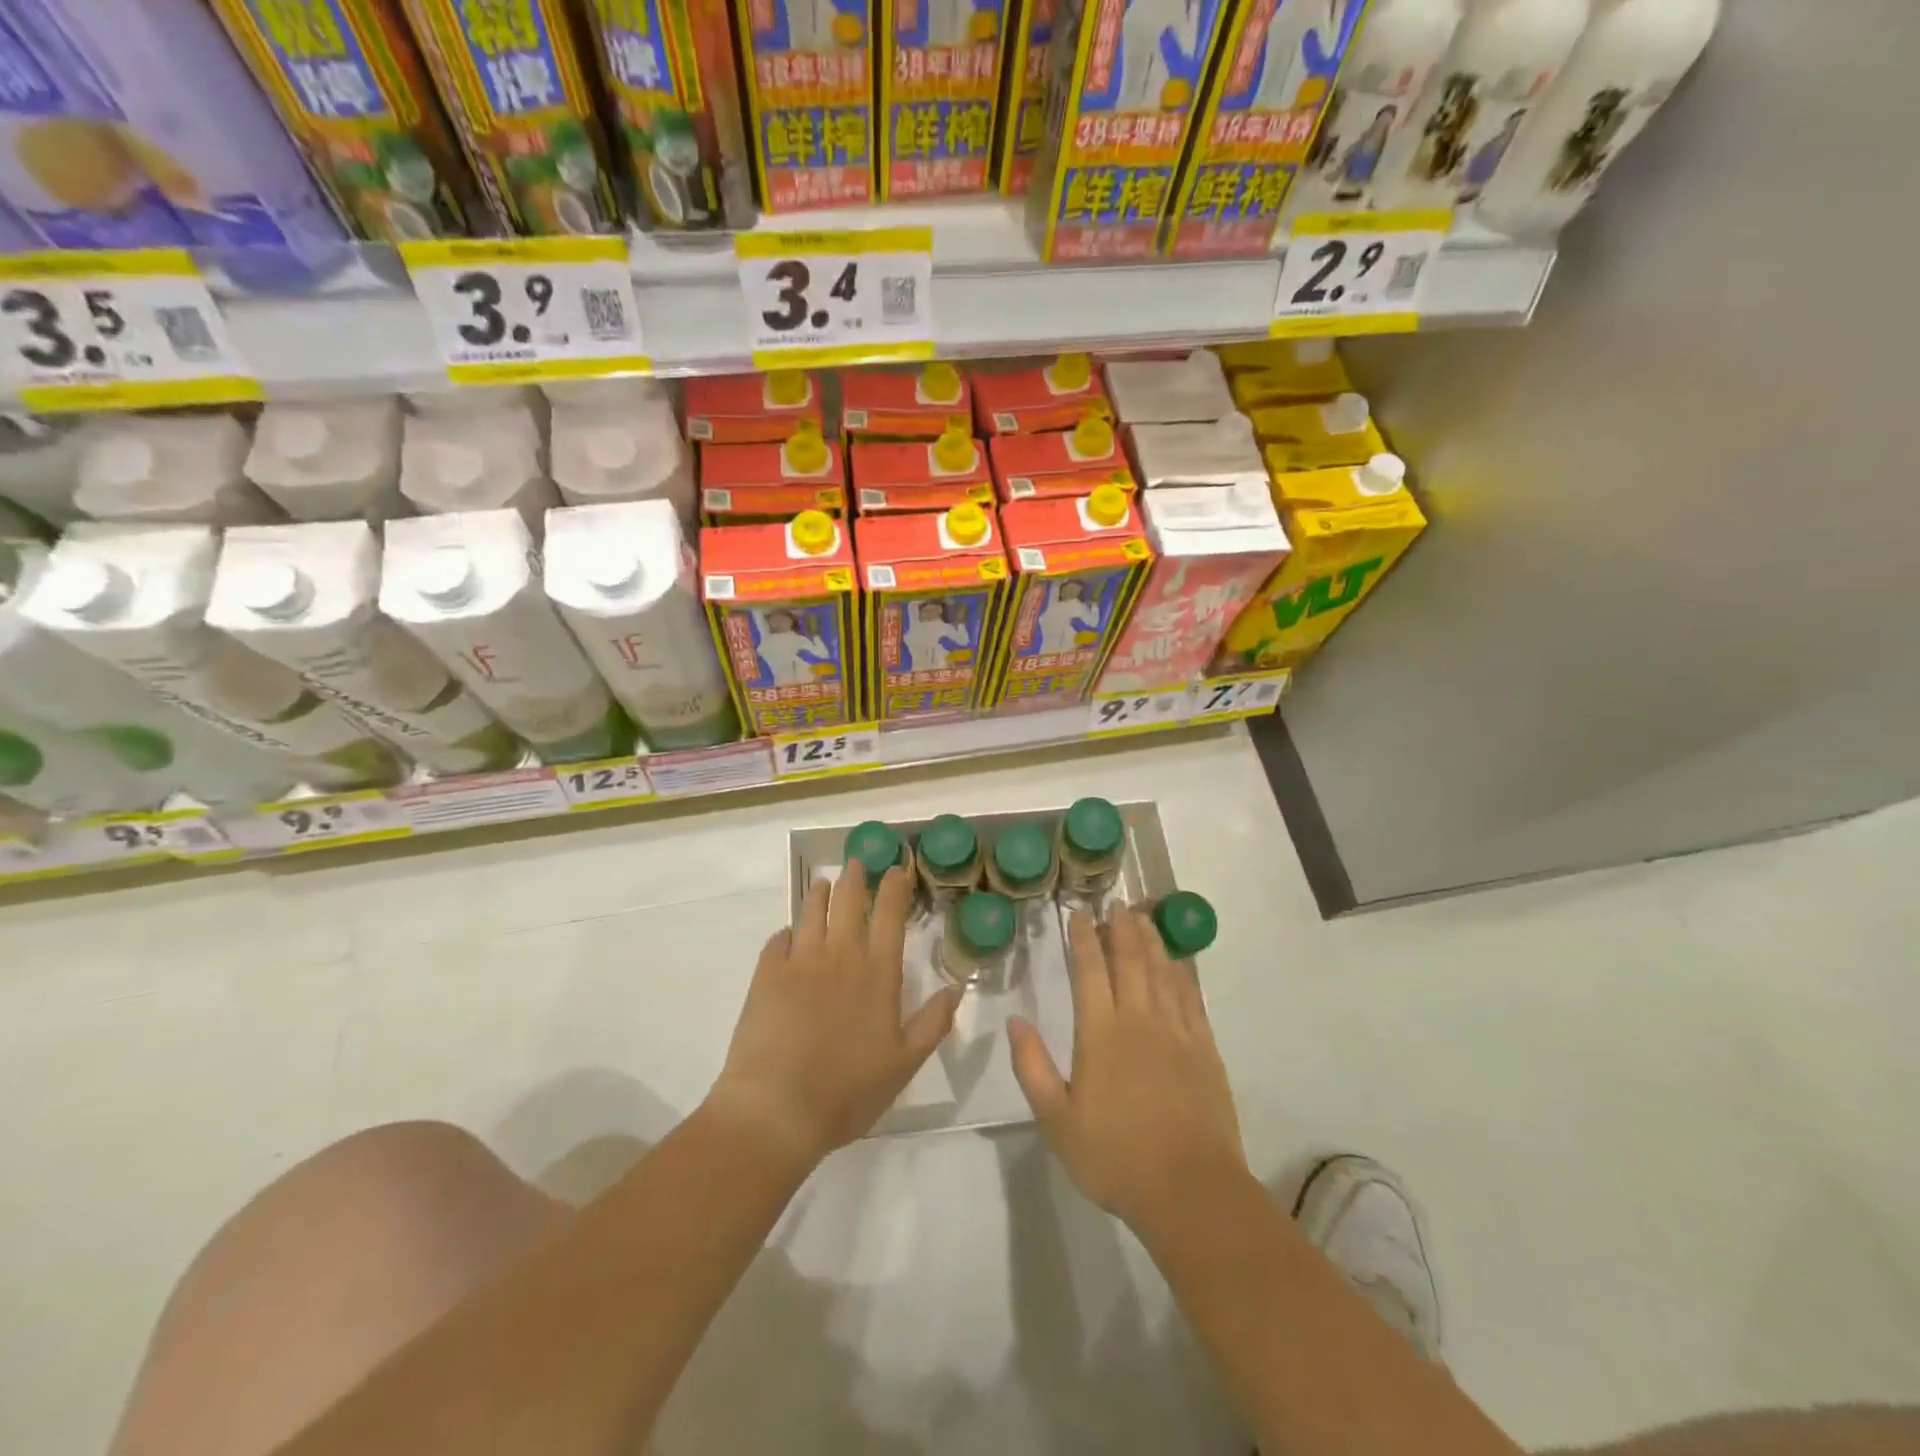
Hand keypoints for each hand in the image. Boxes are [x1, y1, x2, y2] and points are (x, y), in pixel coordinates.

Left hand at [709, 860, 961, 1166]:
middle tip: (858, 862)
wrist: (777, 1109)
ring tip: (824, 884)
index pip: (889, 915)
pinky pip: (779, 940)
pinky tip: (789, 933)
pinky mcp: (767, 974)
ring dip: (820, 893)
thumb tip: (956, 986)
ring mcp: (800, 961)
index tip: (896, 869)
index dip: (894, 887)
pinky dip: (787, 931)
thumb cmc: (848, 1090)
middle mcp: (840, 954)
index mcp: (878, 972)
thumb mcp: (904, 1064)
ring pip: (812, 911)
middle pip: (849, 901)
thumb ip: (933, 1022)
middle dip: (856, 877)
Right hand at [1009, 906, 1249, 1237]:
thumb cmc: (1115, 1157)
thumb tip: (1016, 1021)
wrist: (1190, 1191)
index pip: (1090, 971)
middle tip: (1116, 902)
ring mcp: (1177, 1032)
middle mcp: (1140, 1021)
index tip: (1079, 913)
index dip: (1084, 938)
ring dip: (1152, 939)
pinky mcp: (1205, 1049)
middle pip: (1130, 960)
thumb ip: (1033, 1067)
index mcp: (1101, 1034)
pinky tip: (1177, 961)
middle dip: (1121, 927)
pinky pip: (1191, 997)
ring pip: (1163, 971)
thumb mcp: (1057, 1120)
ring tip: (1144, 916)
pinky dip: (1182, 972)